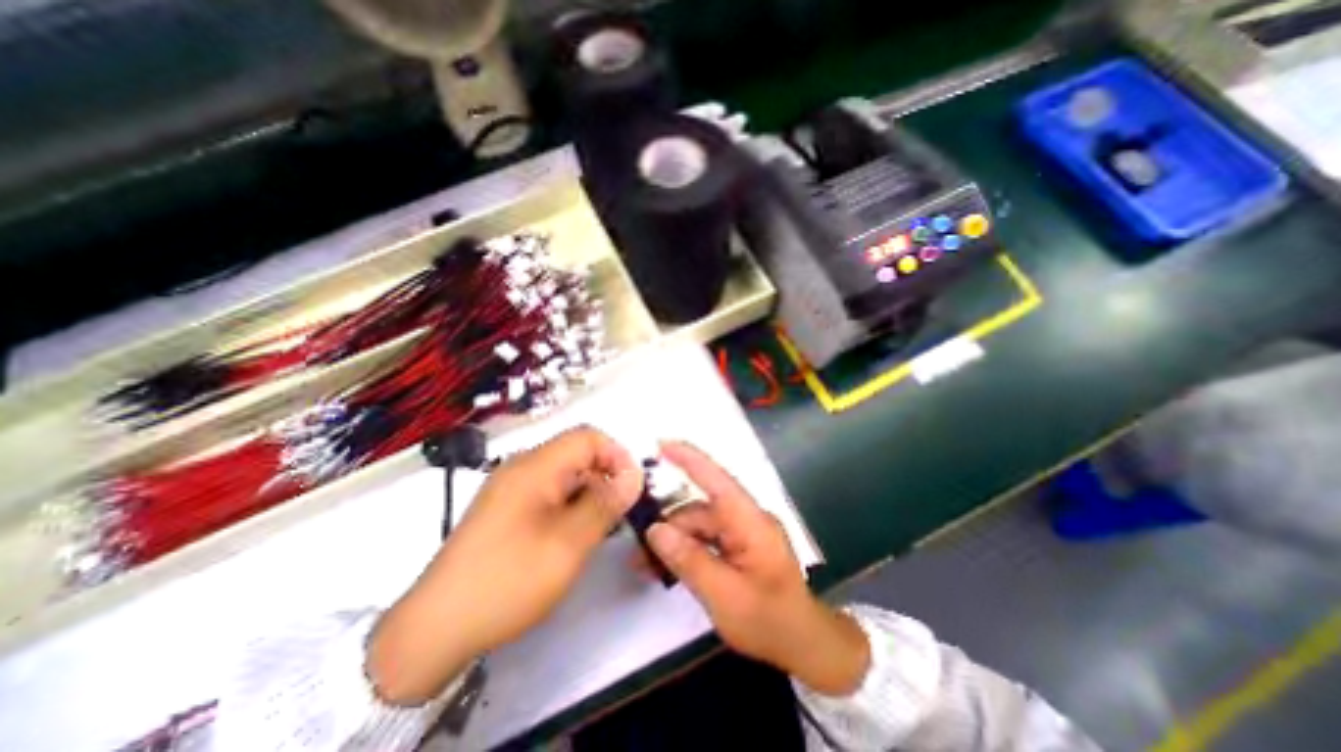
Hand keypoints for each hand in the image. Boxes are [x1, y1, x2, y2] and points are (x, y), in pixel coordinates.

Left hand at [365, 429, 641, 704]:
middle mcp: (522, 468)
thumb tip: (634, 476)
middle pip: (576, 454)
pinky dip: (570, 505)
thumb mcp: (568, 543)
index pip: (588, 437)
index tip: (632, 488)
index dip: (617, 455)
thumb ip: (605, 504)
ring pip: (565, 475)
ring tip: (601, 528)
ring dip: (589, 493)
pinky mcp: (507, 509)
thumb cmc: (508, 581)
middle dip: (605, 476)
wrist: (434, 630)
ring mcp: (511, 489)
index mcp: (535, 466)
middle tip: (621, 512)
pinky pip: (549, 493)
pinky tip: (575, 535)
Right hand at [647, 445, 870, 696]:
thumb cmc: (769, 620)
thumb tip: (656, 530)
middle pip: (700, 509)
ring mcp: (744, 531)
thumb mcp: (724, 595)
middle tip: (638, 547)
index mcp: (749, 520)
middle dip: (669, 522)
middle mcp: (746, 518)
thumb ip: (688, 560)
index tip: (661, 445)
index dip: (689, 458)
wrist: (804, 643)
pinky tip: (667, 566)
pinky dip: (687, 548)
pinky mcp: (740, 545)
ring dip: (675, 539)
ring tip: (645, 563)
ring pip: (700, 524)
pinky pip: (708, 538)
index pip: (716, 479)